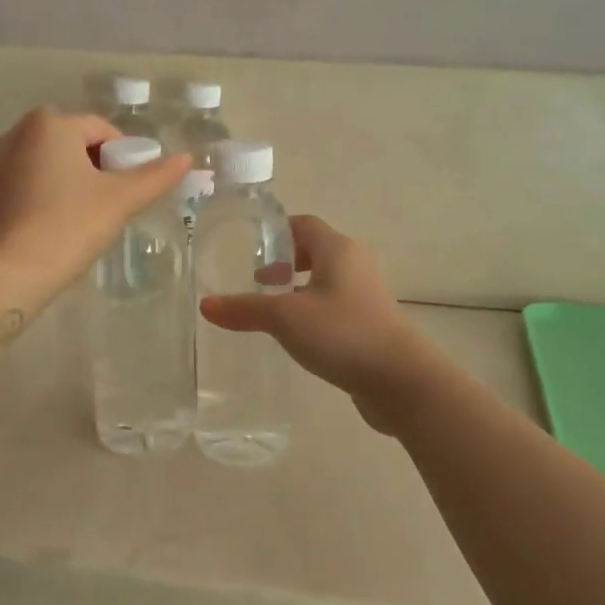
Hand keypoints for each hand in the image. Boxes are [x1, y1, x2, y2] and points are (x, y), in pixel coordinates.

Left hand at [0, 107, 189, 301]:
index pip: (101, 130)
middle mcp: (16, 134)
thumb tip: (187, 158)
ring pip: (45, 165)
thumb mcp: (121, 200)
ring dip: (67, 181)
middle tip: (108, 204)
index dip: (123, 157)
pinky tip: (51, 228)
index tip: (130, 189)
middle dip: (94, 168)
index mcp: (49, 124)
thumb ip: (155, 177)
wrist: (10, 273)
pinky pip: (23, 186)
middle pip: (71, 144)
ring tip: (80, 218)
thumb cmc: (70, 226)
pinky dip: (41, 198)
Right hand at [201, 215, 437, 432]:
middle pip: (314, 251)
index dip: (275, 231)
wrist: (399, 379)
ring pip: (324, 280)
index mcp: (337, 249)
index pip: (303, 224)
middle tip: (255, 278)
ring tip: (270, 307)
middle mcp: (355, 264)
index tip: (248, 245)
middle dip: (283, 261)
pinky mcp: (370, 322)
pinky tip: (295, 334)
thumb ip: (245, 309)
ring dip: (297, 288)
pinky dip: (312, 310)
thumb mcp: (285, 318)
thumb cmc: (342, 333)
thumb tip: (205, 305)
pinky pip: (334, 305)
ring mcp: (365, 294)